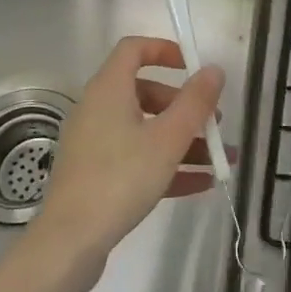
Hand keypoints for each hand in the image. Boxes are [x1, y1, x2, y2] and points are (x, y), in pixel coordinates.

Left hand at [31, 37, 225, 281]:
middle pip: (144, 92)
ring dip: (183, 140)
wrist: (70, 241)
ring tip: (220, 159)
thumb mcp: (168, 139)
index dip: (164, 50)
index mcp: (109, 89)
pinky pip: (136, 158)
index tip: (193, 66)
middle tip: (214, 123)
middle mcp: (97, 109)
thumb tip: (213, 69)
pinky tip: (201, 184)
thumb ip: (195, 102)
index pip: (133, 49)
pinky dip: (166, 164)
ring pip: (144, 129)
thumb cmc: (120, 178)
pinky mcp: (96, 174)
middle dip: (184, 106)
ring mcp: (94, 143)